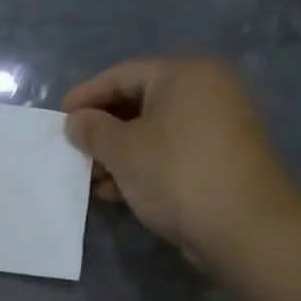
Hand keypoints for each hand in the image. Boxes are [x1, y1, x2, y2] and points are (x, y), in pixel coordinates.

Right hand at [62, 58, 300, 267]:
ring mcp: (217, 126)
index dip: (86, 95)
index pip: (122, 74)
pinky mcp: (220, 159)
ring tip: (91, 178)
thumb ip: (93, 130)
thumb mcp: (123, 150)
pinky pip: (170, 152)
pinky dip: (142, 166)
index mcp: (184, 75)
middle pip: (139, 102)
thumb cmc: (175, 174)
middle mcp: (206, 91)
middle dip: (102, 129)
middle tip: (74, 150)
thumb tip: (76, 121)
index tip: (59, 119)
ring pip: (154, 132)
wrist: (242, 225)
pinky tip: (115, 191)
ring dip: (118, 154)